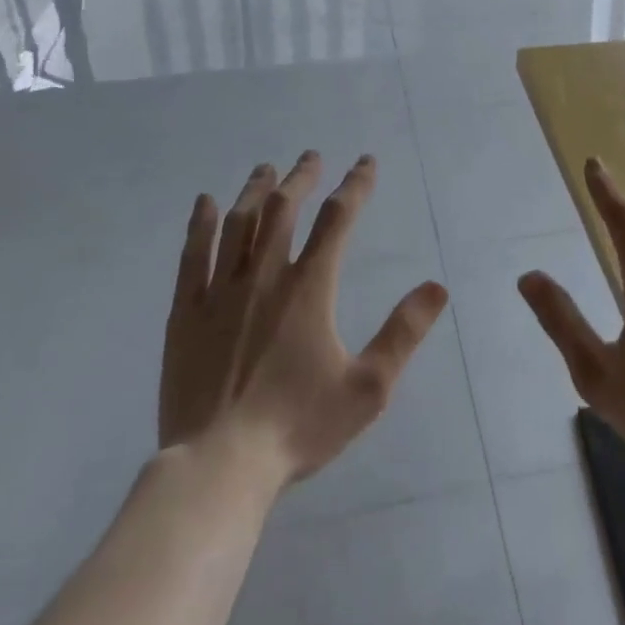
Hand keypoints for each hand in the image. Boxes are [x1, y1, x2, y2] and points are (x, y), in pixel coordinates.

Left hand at [159, 152, 447, 488]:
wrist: (219, 467)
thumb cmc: (297, 426)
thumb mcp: (367, 387)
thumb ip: (403, 333)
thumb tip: (438, 286)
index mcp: (309, 287)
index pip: (338, 219)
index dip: (355, 185)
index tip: (365, 163)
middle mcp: (264, 276)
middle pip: (284, 208)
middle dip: (302, 177)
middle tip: (312, 157)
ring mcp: (220, 292)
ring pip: (239, 223)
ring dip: (256, 190)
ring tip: (266, 169)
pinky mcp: (186, 313)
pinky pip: (192, 255)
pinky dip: (200, 224)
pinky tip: (205, 203)